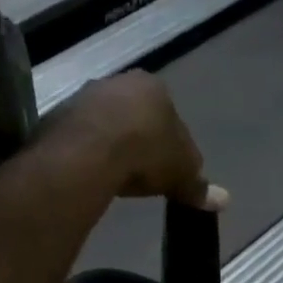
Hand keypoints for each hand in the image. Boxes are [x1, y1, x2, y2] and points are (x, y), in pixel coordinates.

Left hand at [39, 71, 226, 209]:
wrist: (91, 150)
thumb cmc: (147, 152)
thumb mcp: (182, 173)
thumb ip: (199, 185)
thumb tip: (224, 201)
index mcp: (154, 87)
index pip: (170, 116)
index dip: (172, 145)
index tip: (168, 170)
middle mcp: (119, 81)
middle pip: (136, 115)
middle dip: (140, 140)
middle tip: (142, 174)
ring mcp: (85, 94)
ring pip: (106, 122)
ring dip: (112, 145)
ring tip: (116, 176)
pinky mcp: (58, 113)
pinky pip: (81, 135)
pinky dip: (88, 151)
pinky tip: (93, 173)